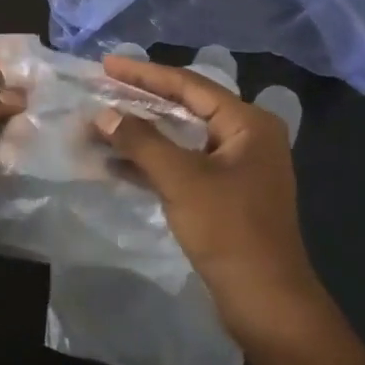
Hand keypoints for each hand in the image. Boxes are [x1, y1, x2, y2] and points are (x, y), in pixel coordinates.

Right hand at [95, 55, 325, 345]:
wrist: (265, 300)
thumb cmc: (229, 230)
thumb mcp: (181, 179)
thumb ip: (140, 141)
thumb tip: (103, 113)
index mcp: (248, 124)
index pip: (189, 85)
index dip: (145, 74)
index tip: (107, 64)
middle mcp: (245, 138)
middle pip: (185, 108)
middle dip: (140, 102)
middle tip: (101, 88)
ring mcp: (235, 169)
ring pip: (180, 139)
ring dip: (140, 135)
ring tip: (100, 124)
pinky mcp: (222, 196)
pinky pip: (181, 166)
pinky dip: (150, 163)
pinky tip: (115, 163)